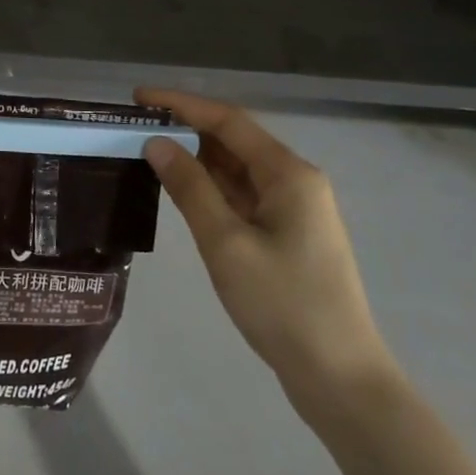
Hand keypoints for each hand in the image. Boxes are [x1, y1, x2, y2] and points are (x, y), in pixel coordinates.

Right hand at [135, 88, 397, 421]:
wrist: (339, 377)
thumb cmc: (282, 304)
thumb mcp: (226, 244)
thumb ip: (190, 188)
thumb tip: (157, 143)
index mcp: (289, 174)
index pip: (228, 121)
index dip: (181, 104)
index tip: (138, 97)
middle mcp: (295, 181)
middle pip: (234, 140)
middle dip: (186, 128)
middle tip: (135, 126)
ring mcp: (293, 209)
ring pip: (237, 169)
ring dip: (196, 158)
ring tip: (148, 150)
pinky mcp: (287, 234)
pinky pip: (242, 195)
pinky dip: (210, 187)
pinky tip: (179, 188)